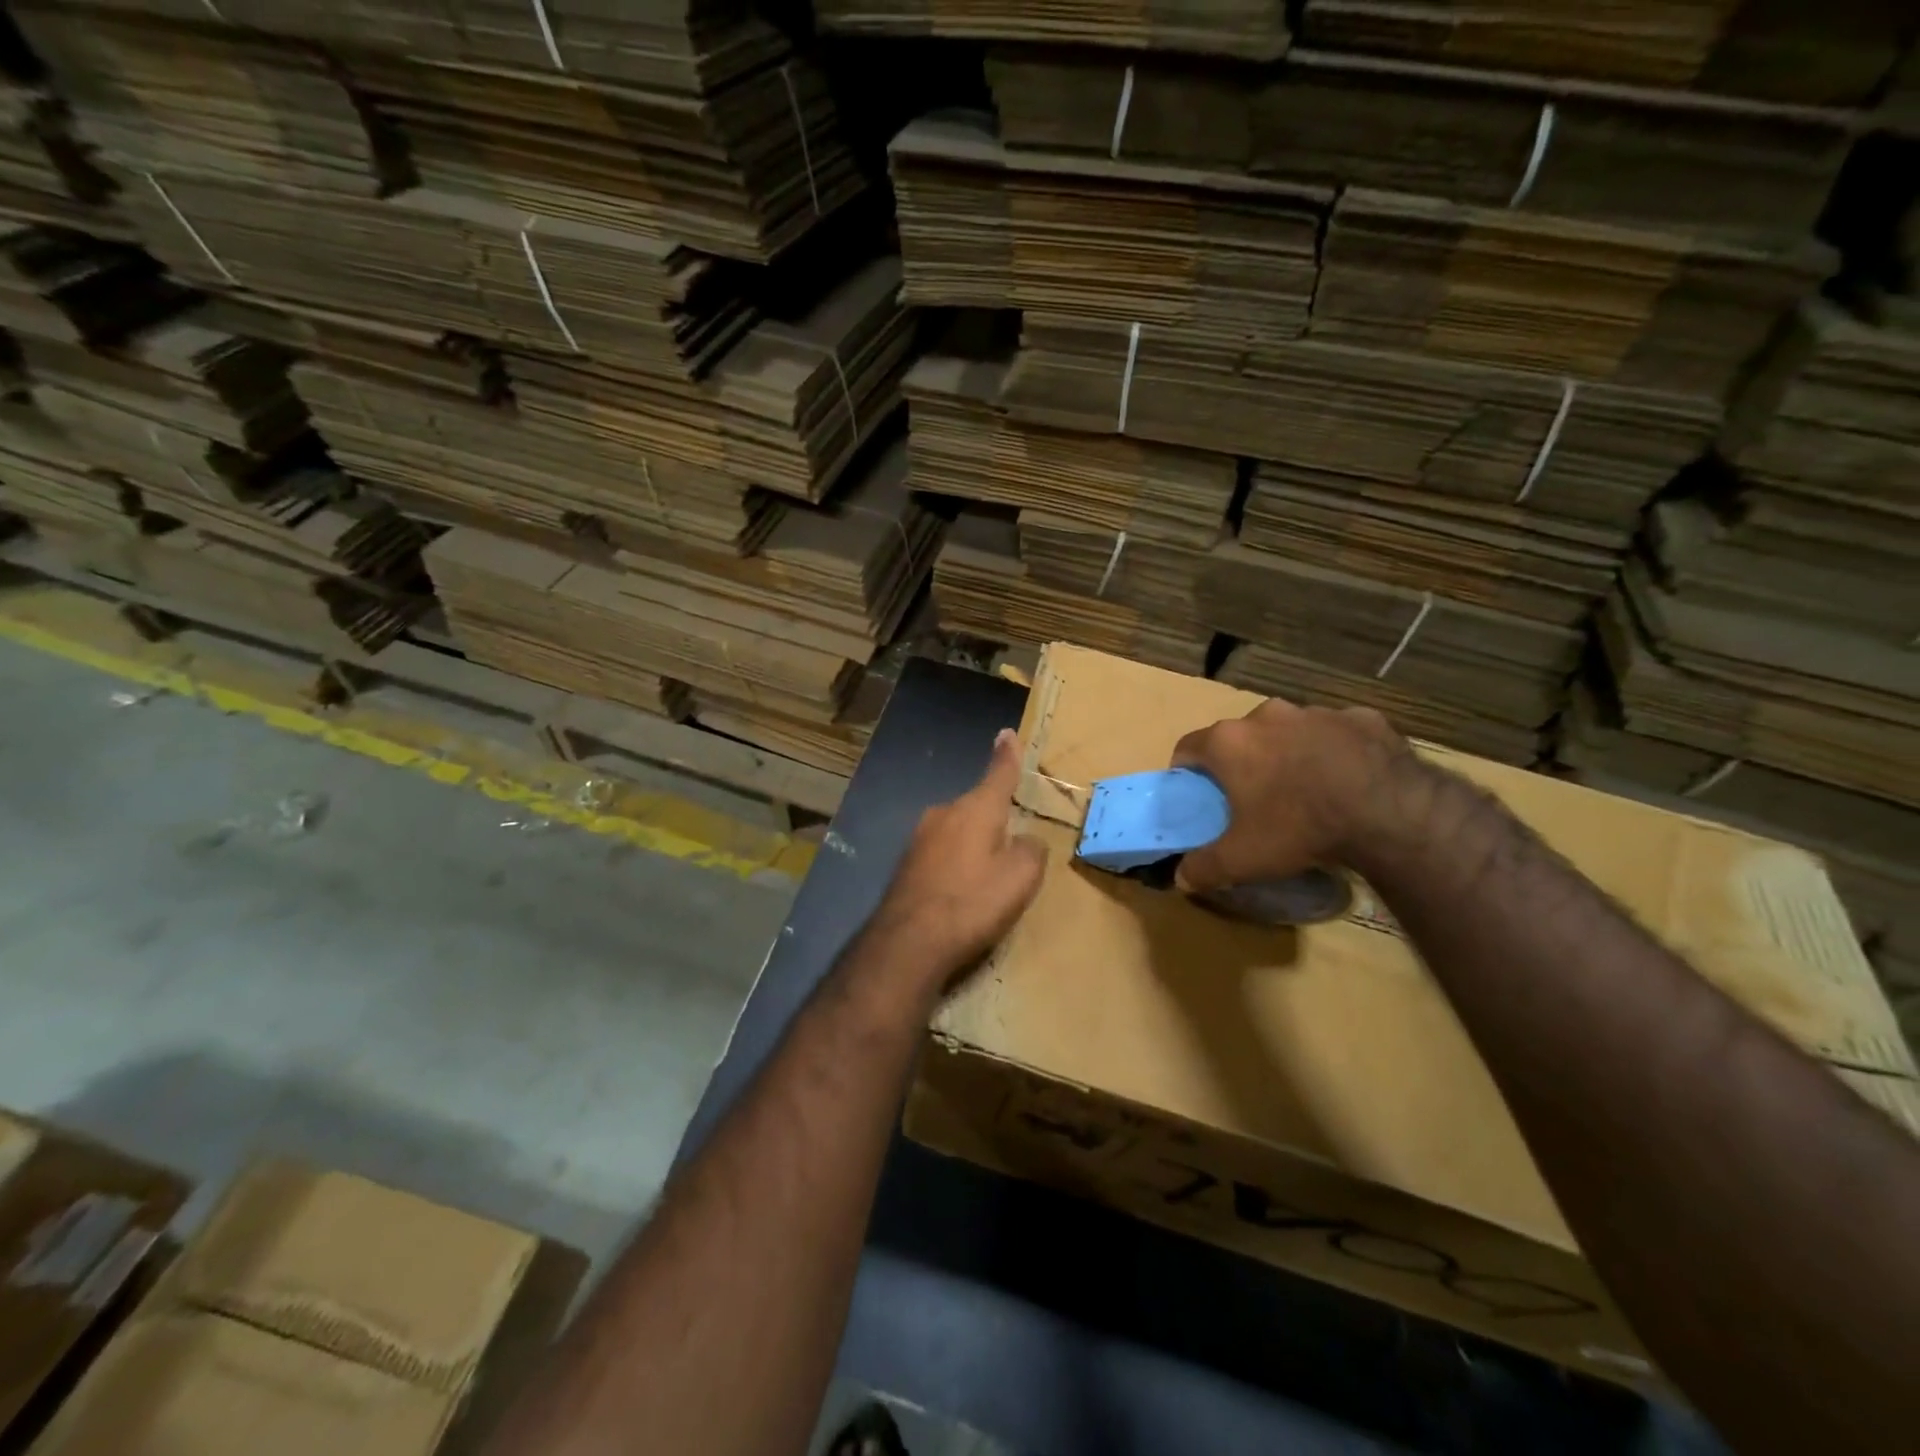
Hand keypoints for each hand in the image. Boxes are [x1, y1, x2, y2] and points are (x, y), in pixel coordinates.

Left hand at [870, 728, 1047, 987]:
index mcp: (976, 808)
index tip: (1006, 733)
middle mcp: (945, 813)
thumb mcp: (1021, 877)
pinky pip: (942, 853)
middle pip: (978, 808)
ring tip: (985, 883)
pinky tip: (959, 895)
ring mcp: (920, 837)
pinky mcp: (906, 863)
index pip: (999, 774)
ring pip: (958, 831)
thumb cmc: (973, 902)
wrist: (909, 941)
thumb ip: (1031, 848)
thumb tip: (1025, 839)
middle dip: (994, 822)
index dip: (1007, 756)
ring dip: (973, 847)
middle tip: (1010, 853)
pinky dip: (955, 866)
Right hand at [1170, 698, 1408, 893]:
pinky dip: (1336, 752)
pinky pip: (1338, 734)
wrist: (1389, 811)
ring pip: (1291, 731)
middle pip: (1241, 737)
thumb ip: (1204, 867)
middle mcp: (1267, 715)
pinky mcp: (1363, 718)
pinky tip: (1350, 782)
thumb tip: (1182, 877)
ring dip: (1290, 754)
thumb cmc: (1298, 827)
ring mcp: (1317, 712)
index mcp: (1229, 741)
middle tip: (1254, 797)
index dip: (1188, 772)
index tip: (1198, 795)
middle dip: (1243, 762)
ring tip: (1307, 791)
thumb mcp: (1242, 859)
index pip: (1188, 747)